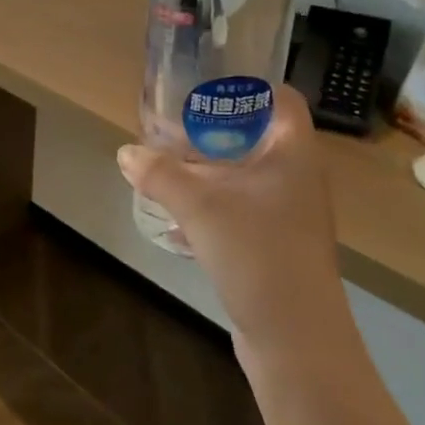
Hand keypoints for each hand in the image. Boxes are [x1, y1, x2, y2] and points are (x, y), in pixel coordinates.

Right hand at [117, 86, 348, 362]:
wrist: (296, 340)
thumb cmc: (258, 253)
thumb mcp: (200, 206)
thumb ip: (161, 174)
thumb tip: (126, 152)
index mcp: (294, 153)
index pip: (282, 99)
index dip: (250, 86)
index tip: (208, 84)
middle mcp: (298, 177)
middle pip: (258, 136)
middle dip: (215, 131)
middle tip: (175, 124)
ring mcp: (291, 214)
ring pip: (247, 176)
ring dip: (211, 171)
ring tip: (168, 166)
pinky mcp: (277, 246)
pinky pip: (242, 210)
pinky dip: (213, 207)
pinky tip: (178, 221)